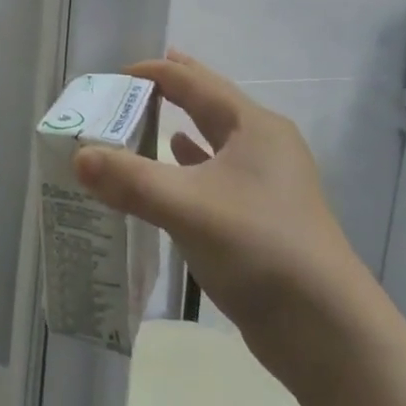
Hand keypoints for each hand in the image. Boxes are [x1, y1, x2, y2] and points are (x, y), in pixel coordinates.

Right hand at [73, 51, 366, 343]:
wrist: (328, 332)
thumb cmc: (260, 249)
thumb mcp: (188, 207)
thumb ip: (130, 180)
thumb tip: (78, 157)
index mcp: (254, 127)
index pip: (195, 82)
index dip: (154, 73)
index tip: (114, 74)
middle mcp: (265, 145)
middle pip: (210, 103)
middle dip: (174, 88)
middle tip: (134, 78)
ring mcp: (269, 183)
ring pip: (215, 140)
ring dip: (181, 125)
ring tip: (148, 114)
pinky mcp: (264, 216)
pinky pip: (218, 174)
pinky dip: (192, 164)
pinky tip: (175, 164)